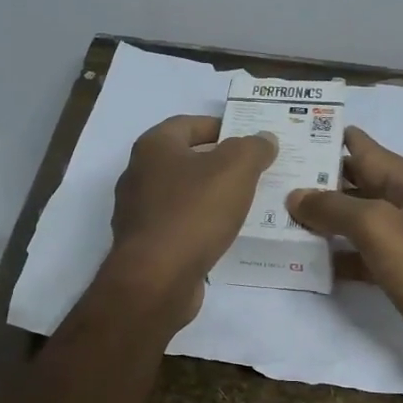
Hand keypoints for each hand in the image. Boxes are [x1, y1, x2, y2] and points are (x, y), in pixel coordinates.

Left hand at [106, 115, 276, 327]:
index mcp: (153, 147)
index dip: (220, 126)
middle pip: (185, 159)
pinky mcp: (144, 245)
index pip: (188, 123)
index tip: (249, 138)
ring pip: (182, 194)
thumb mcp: (235, 169)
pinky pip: (179, 225)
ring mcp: (138, 212)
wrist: (156, 279)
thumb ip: (253, 148)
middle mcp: (138, 174)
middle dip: (218, 163)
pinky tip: (224, 234)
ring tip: (245, 203)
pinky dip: (200, 225)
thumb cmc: (193, 213)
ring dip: (210, 196)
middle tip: (254, 171)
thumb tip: (264, 138)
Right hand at [288, 126, 402, 402]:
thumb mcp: (379, 228)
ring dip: (326, 219)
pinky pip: (367, 255)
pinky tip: (310, 260)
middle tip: (273, 177)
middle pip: (361, 183)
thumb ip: (334, 207)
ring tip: (280, 215)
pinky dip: (341, 255)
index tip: (290, 133)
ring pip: (361, 221)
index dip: (329, 139)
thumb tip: (296, 195)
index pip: (366, 149)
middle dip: (320, 180)